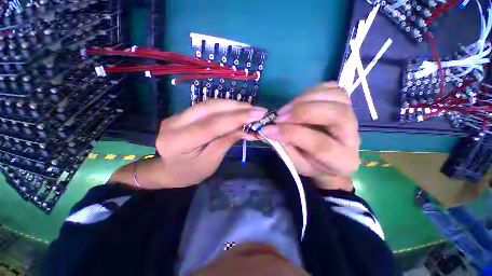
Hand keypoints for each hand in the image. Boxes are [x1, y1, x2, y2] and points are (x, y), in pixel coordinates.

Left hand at [152, 99, 266, 187]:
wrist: (168, 170)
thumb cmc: (190, 172)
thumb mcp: (212, 161)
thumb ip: (227, 141)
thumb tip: (248, 128)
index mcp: (178, 141)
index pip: (212, 125)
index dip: (236, 118)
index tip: (258, 114)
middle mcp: (174, 123)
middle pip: (210, 108)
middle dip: (237, 107)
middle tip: (258, 110)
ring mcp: (177, 115)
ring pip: (209, 103)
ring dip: (233, 105)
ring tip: (251, 109)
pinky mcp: (183, 113)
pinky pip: (207, 106)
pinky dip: (225, 107)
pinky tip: (238, 109)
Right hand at [261, 82, 359, 190]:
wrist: (328, 158)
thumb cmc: (310, 163)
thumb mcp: (295, 162)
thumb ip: (282, 146)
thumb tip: (264, 129)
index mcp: (342, 160)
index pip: (320, 144)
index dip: (291, 133)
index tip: (267, 129)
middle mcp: (353, 136)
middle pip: (337, 114)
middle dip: (302, 112)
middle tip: (279, 117)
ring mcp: (352, 116)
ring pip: (336, 96)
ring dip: (305, 99)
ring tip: (285, 110)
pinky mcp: (345, 103)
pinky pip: (332, 88)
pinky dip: (311, 91)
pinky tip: (298, 102)